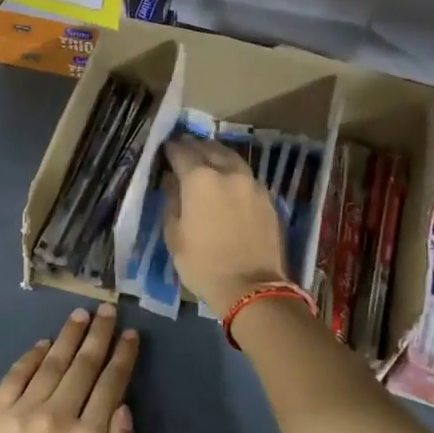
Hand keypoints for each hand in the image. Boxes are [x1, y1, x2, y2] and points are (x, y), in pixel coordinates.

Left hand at [0, 305, 141, 432]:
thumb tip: (123, 407)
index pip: (111, 383)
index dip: (123, 355)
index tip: (131, 334)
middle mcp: (58, 417)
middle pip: (84, 365)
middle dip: (99, 334)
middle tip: (108, 309)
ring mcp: (22, 414)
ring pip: (51, 364)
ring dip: (68, 336)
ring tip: (81, 315)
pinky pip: (15, 377)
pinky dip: (30, 357)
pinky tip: (43, 344)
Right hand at [161, 134, 289, 312]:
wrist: (252, 288)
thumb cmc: (203, 265)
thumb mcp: (175, 237)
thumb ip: (172, 203)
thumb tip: (173, 184)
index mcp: (200, 180)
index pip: (182, 153)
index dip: (172, 149)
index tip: (166, 147)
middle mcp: (228, 173)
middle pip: (210, 149)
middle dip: (195, 145)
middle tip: (185, 144)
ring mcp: (252, 184)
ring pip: (232, 158)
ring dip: (217, 153)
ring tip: (208, 154)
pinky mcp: (268, 198)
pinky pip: (246, 175)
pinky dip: (234, 171)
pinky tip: (229, 178)